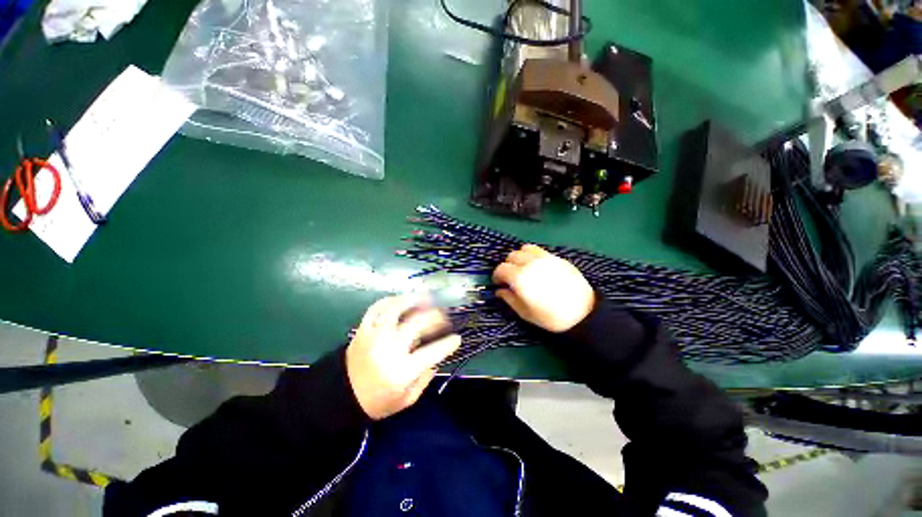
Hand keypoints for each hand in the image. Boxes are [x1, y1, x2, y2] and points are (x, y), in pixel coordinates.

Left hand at [346, 294, 460, 419]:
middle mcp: (389, 349)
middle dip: (436, 317)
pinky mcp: (362, 330)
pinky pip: (376, 308)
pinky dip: (391, 300)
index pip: (432, 352)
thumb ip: (425, 378)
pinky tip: (402, 300)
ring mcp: (374, 336)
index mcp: (401, 371)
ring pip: (395, 309)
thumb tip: (437, 357)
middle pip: (417, 323)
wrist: (340, 398)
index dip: (448, 344)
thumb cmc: (377, 402)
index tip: (457, 338)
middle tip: (444, 317)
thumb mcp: (406, 400)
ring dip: (413, 300)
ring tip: (426, 298)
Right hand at [493, 244, 594, 332]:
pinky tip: (539, 268)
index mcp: (520, 278)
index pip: (501, 268)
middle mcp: (531, 263)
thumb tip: (499, 291)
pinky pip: (540, 251)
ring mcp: (546, 259)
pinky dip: (534, 256)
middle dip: (508, 265)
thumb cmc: (551, 317)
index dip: (497, 275)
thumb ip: (509, 299)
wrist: (583, 314)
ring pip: (526, 248)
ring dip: (520, 256)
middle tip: (511, 276)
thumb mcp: (525, 313)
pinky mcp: (558, 258)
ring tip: (524, 268)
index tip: (498, 283)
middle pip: (512, 255)